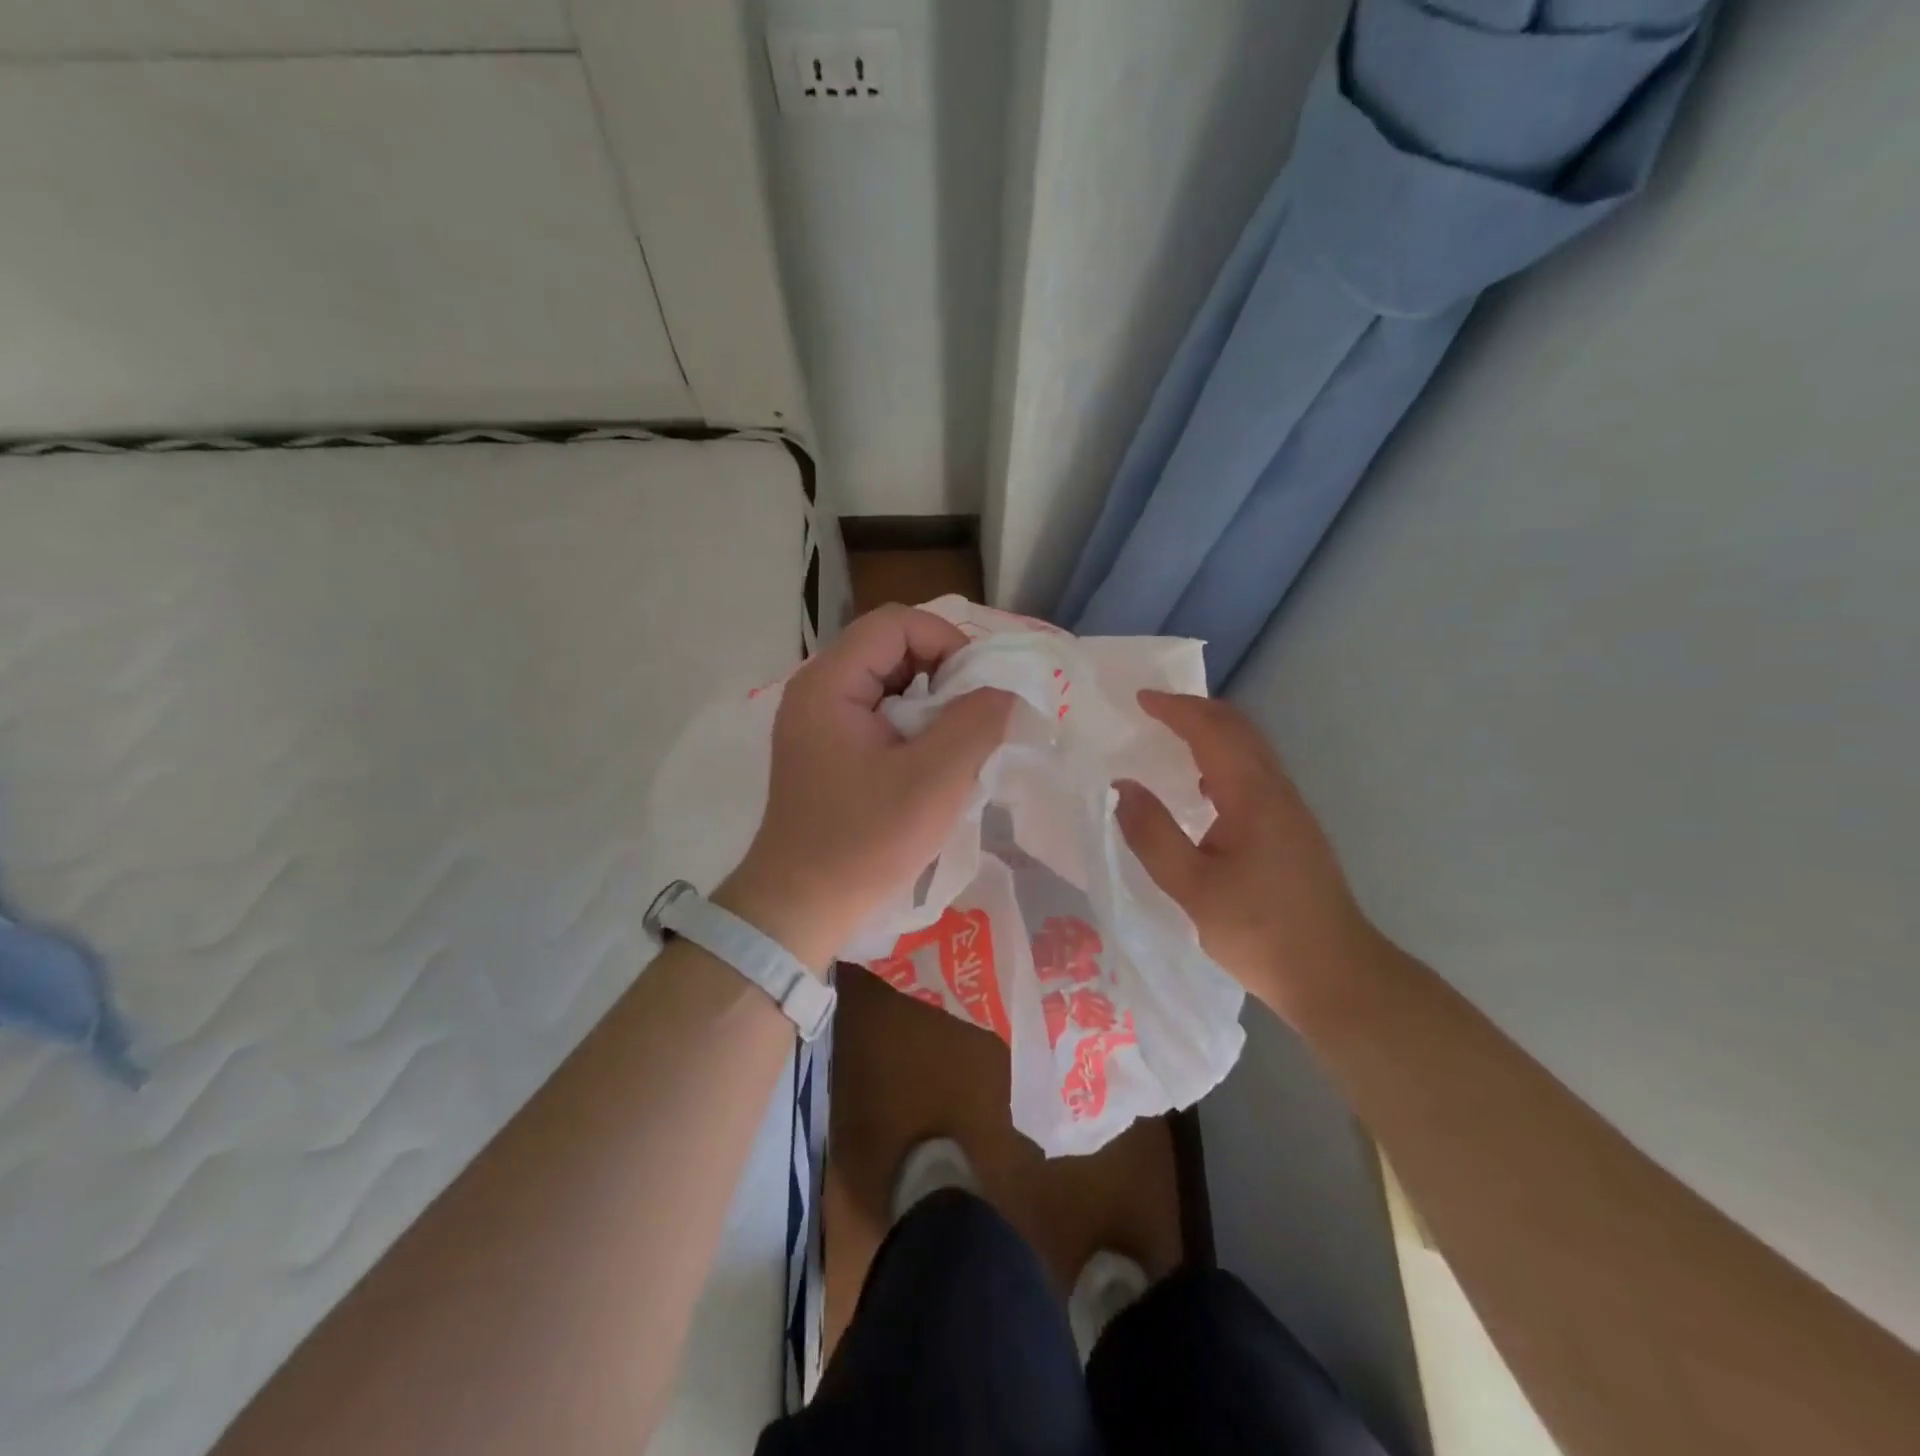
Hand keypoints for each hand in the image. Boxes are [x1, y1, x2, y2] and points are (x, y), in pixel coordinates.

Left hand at [717, 605, 1013, 970]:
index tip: (978, 690)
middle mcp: (816, 691)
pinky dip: (911, 728)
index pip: (896, 622)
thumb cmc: (864, 843)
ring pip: (887, 683)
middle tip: (972, 720)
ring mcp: (817, 722)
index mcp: (829, 684)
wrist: (799, 909)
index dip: (946, 641)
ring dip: (930, 704)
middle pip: (890, 648)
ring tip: (955, 745)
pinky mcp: (825, 751)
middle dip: (941, 674)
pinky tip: (929, 765)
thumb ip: (977, 722)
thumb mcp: (934, 780)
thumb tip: (1007, 689)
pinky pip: (877, 715)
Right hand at [1114, 690, 1376, 1022]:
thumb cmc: (1259, 931)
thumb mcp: (1191, 887)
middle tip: (1153, 708)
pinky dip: (1223, 759)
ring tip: (1172, 736)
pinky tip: (1202, 789)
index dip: (1175, 709)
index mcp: (1252, 795)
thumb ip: (1152, 834)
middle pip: (1238, 728)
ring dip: (1212, 732)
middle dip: (1195, 709)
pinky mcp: (1293, 829)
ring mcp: (1290, 809)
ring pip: (1250, 749)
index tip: (1139, 699)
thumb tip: (1122, 786)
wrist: (1335, 974)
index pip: (1212, 731)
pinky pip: (1255, 773)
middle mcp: (1276, 790)